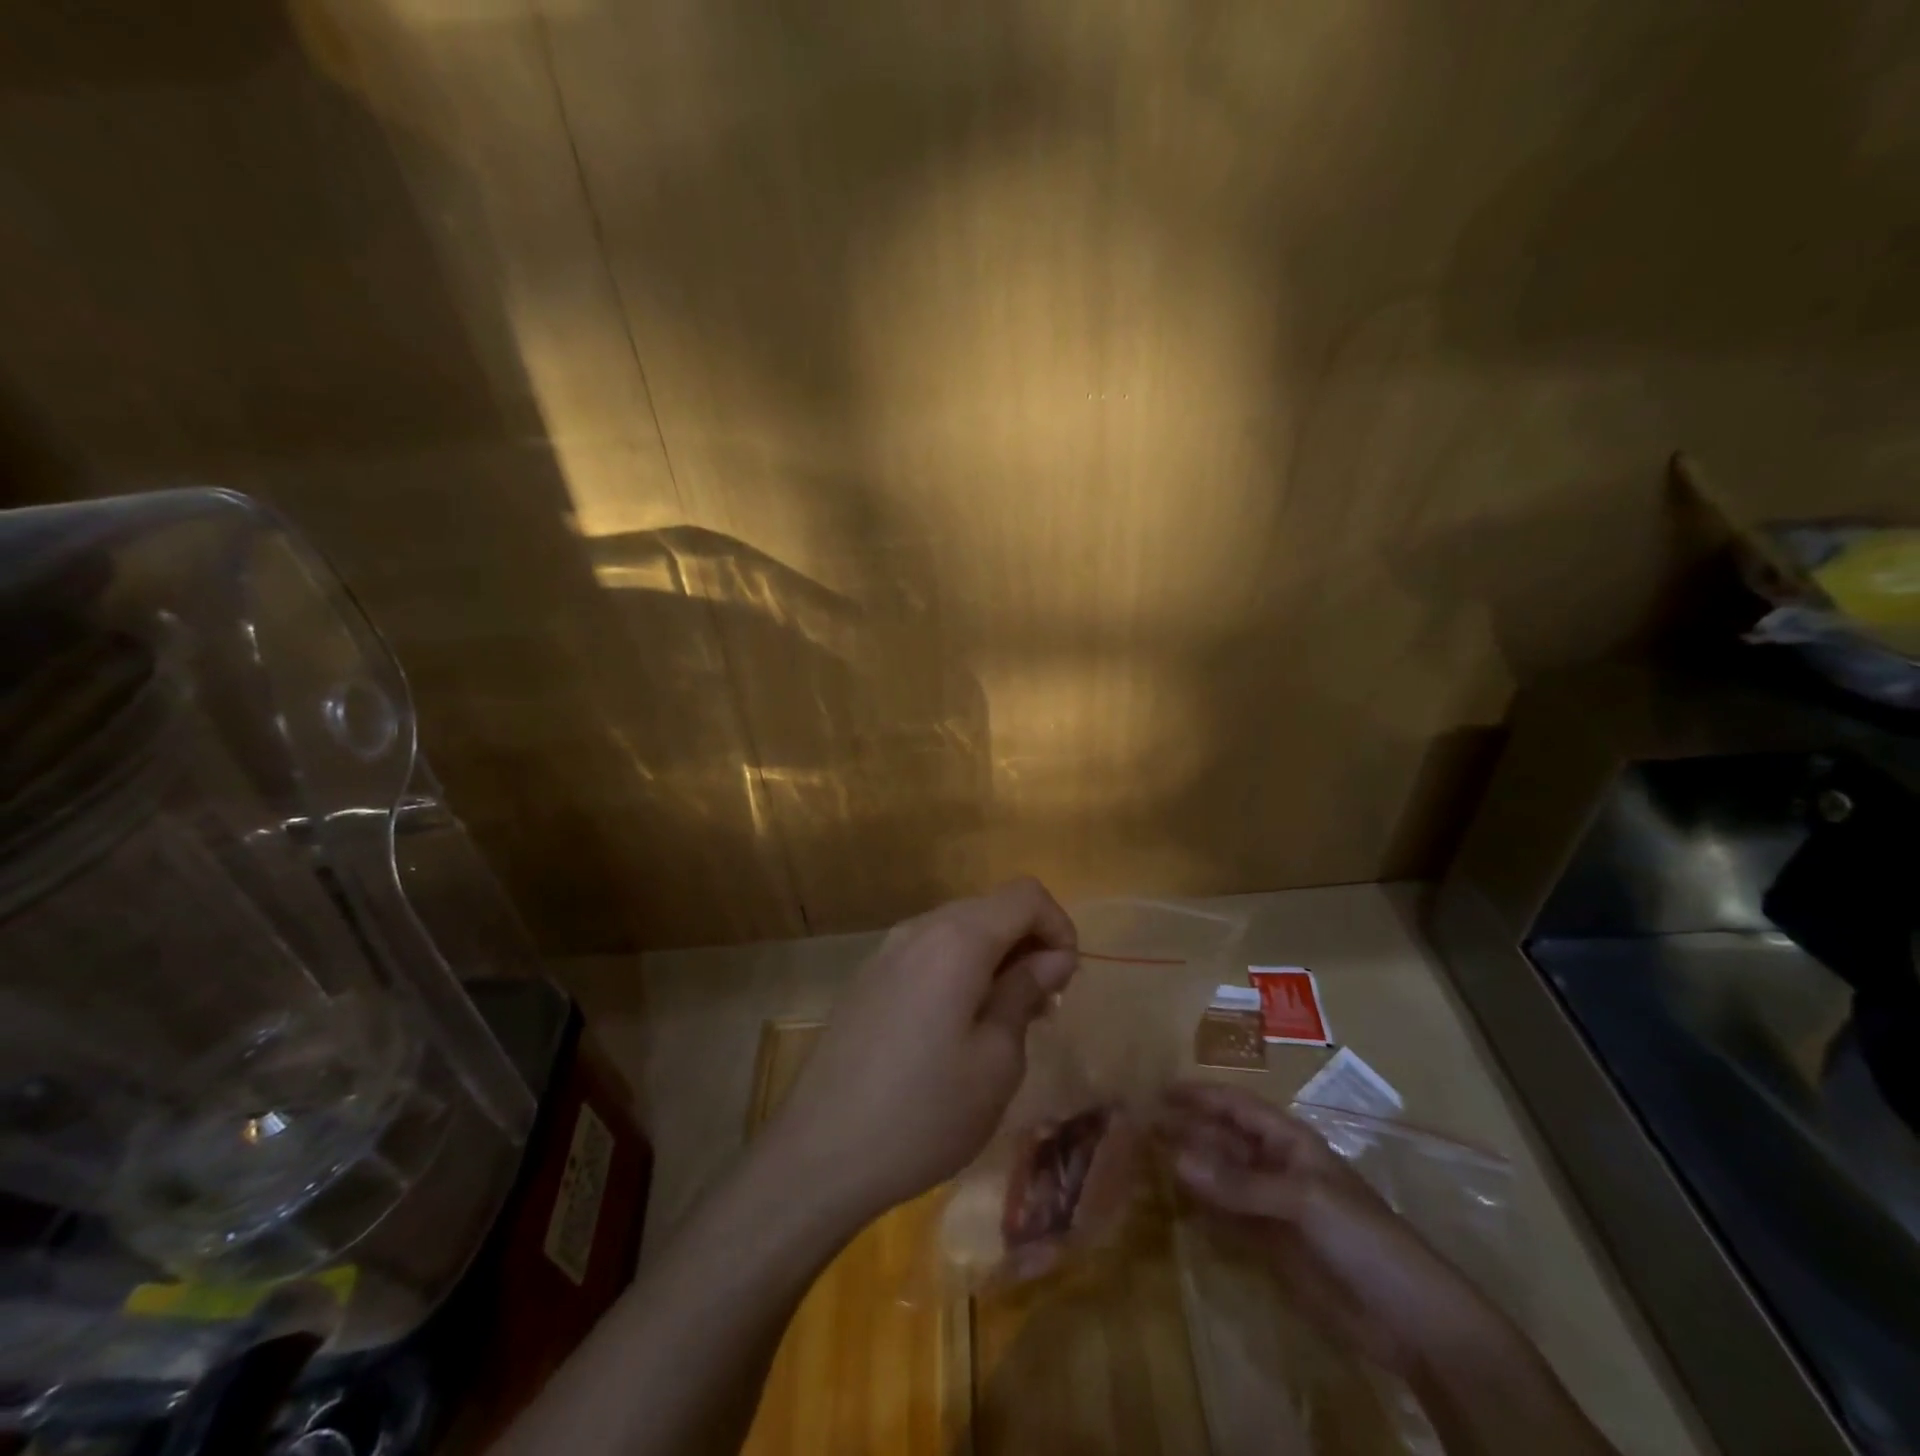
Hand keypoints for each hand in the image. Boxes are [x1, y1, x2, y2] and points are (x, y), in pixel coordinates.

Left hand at [764, 878, 1078, 1223]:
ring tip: (1002, 1020)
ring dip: (993, 957)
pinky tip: (955, 1026)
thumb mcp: (997, 1061)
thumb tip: (1052, 957)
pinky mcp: (867, 977)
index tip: (1064, 981)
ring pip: (958, 929)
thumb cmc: (924, 1112)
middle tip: (1040, 1006)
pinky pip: (927, 951)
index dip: (1058, 927)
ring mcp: (886, 950)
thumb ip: (1025, 993)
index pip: (1026, 895)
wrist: (820, 1153)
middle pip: (991, 907)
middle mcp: (919, 928)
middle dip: (1028, 943)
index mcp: (956, 939)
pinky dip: (958, 969)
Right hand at [1160, 1082, 1508, 1379]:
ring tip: (1143, 1159)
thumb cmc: (1363, 1237)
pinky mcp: (1267, 1245)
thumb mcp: (1303, 1199)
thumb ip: (1238, 1181)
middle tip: (1137, 1126)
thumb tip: (1176, 1157)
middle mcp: (1274, 1165)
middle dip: (1185, 1129)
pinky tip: (1172, 1202)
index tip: (1157, 1089)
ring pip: (1219, 1176)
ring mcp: (1270, 1206)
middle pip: (1222, 1138)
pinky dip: (1200, 1208)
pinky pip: (1225, 1216)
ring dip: (1188, 1168)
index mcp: (1289, 1140)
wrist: (1410, 1321)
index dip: (1199, 1095)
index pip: (1236, 1105)